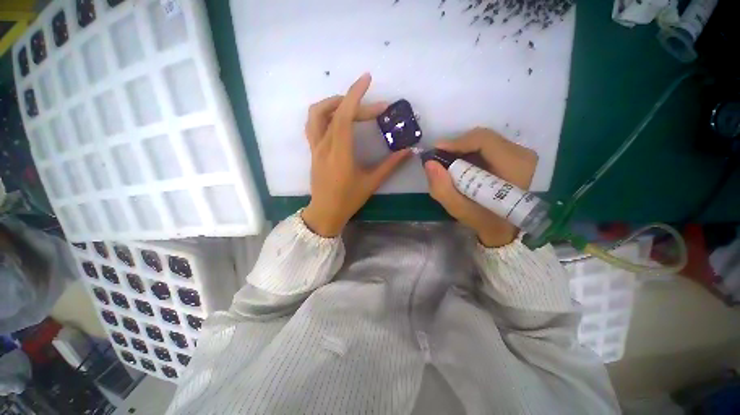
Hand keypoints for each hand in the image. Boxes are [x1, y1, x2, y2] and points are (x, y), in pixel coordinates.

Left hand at [302, 74, 411, 236]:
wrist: (325, 212)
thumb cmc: (348, 200)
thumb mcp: (371, 183)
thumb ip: (390, 165)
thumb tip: (408, 151)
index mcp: (339, 154)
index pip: (343, 117)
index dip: (355, 96)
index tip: (367, 80)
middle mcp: (324, 146)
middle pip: (333, 112)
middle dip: (355, 103)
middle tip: (376, 110)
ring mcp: (315, 148)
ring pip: (316, 114)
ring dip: (334, 103)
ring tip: (352, 106)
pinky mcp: (313, 150)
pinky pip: (313, 124)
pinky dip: (325, 113)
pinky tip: (338, 118)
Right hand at [424, 128, 537, 247]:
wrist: (505, 228)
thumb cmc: (484, 220)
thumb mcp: (460, 210)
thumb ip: (442, 189)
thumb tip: (429, 163)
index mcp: (514, 166)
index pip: (484, 140)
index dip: (457, 142)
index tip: (436, 151)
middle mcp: (522, 154)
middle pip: (483, 138)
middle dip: (457, 146)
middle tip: (439, 159)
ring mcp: (521, 154)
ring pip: (484, 141)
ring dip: (462, 150)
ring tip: (448, 163)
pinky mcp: (515, 156)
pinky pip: (487, 146)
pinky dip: (470, 152)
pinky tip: (461, 165)